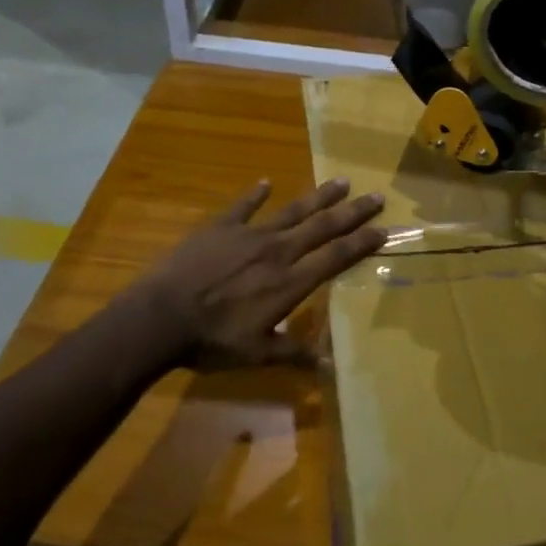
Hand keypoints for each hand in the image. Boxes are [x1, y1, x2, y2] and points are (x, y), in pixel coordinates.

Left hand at [136, 178, 385, 370]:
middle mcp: (278, 251)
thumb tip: (331, 363)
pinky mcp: (220, 227)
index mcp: (290, 282)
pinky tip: (266, 183)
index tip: (383, 230)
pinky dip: (255, 194)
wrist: (161, 317)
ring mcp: (249, 235)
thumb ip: (294, 352)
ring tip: (341, 181)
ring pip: (292, 210)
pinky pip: (243, 206)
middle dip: (352, 212)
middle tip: (376, 196)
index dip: (361, 243)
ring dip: (318, 196)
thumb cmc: (211, 340)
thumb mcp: (257, 354)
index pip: (335, 257)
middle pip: (322, 226)